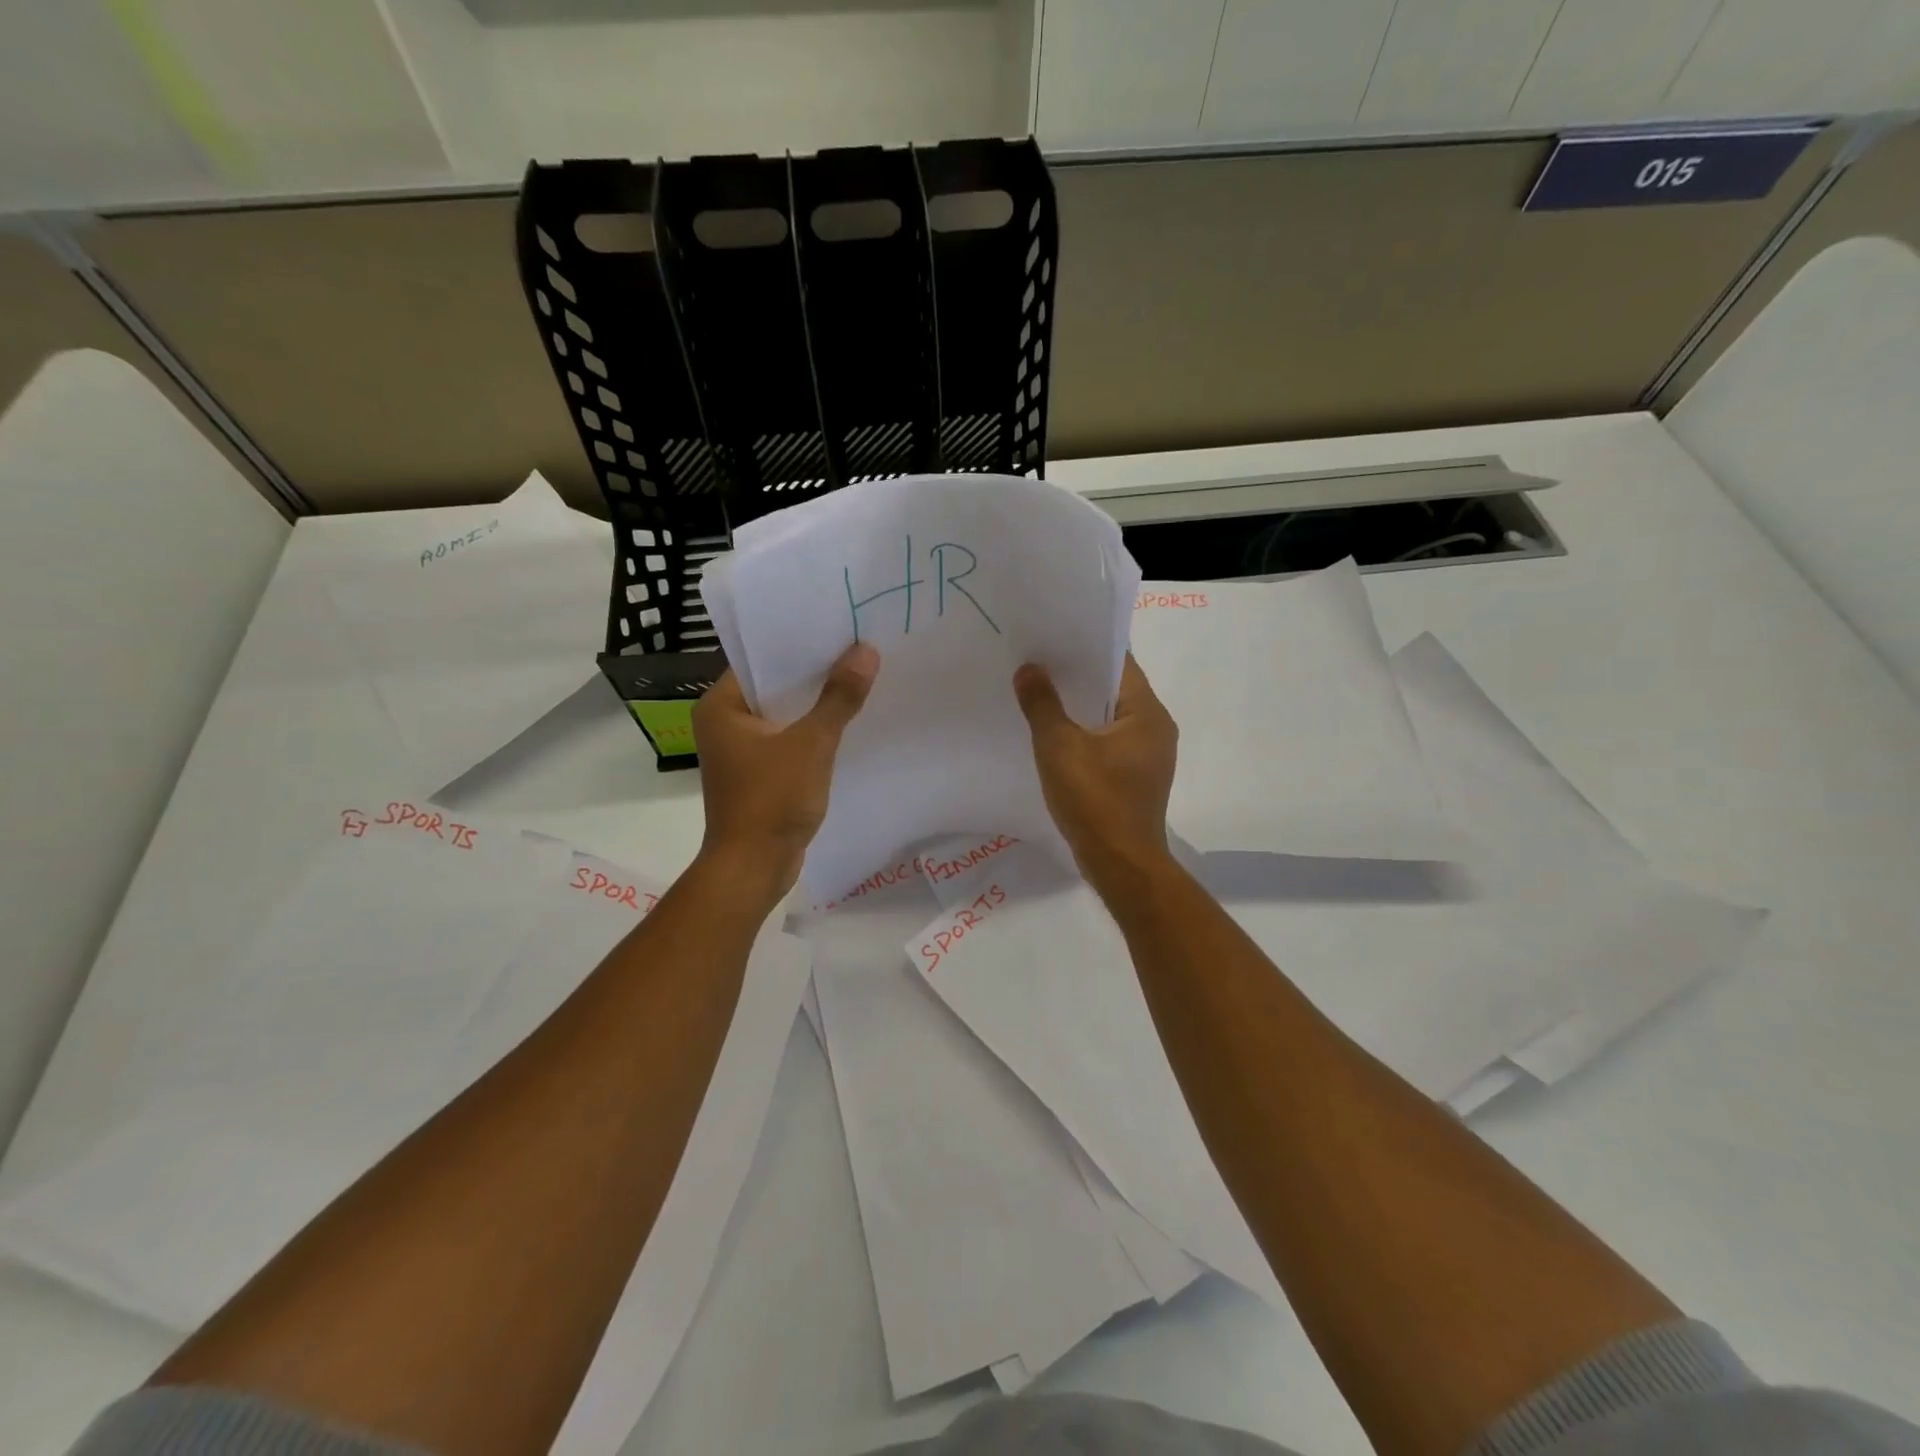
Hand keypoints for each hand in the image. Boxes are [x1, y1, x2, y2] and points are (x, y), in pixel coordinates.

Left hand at [692, 643, 878, 897]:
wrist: (753, 868)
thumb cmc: (772, 799)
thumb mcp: (811, 744)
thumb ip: (838, 698)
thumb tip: (866, 652)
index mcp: (721, 707)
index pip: (759, 660)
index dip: (797, 644)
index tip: (835, 628)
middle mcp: (724, 723)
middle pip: (773, 686)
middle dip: (813, 673)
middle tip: (855, 649)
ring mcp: (740, 751)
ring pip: (783, 714)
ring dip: (815, 704)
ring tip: (858, 678)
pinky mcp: (758, 773)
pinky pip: (788, 740)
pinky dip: (812, 731)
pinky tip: (846, 722)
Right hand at [1013, 654, 1177, 885]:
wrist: (1121, 865)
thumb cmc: (1095, 800)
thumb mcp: (1059, 747)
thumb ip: (1042, 704)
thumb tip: (1030, 669)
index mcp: (1147, 713)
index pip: (1120, 663)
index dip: (1087, 647)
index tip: (1055, 636)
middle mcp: (1156, 728)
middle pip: (1115, 689)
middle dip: (1078, 677)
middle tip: (1039, 662)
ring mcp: (1149, 756)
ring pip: (1111, 718)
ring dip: (1080, 708)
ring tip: (1041, 694)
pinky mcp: (1136, 778)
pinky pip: (1109, 743)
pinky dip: (1086, 735)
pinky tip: (1055, 737)